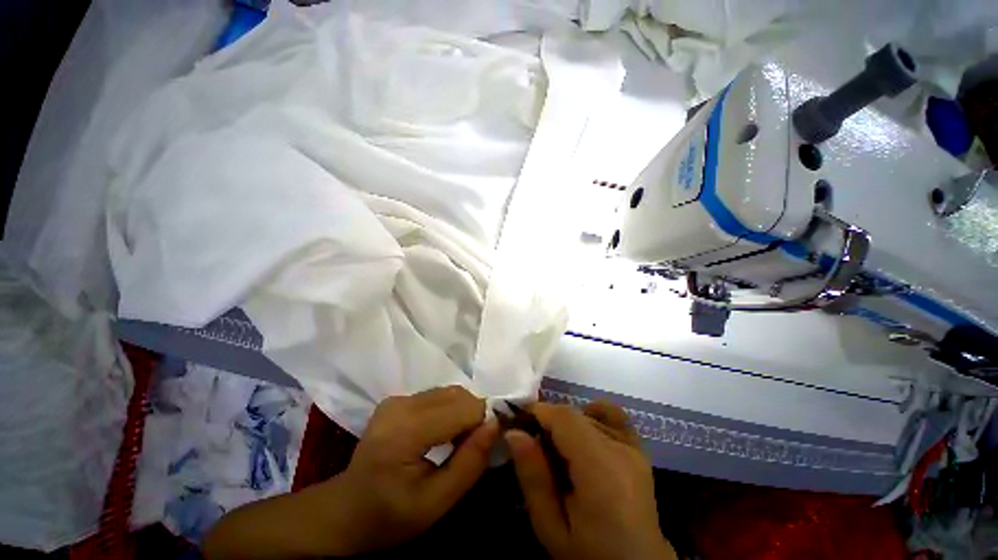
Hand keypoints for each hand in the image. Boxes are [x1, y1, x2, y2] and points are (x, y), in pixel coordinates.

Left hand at [329, 385, 498, 553]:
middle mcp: (400, 405)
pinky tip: (444, 432)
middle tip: (473, 446)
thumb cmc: (389, 517)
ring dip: (464, 411)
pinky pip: (438, 395)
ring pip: (450, 392)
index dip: (483, 422)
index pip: (463, 409)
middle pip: (457, 395)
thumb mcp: (436, 503)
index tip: (488, 445)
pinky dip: (450, 410)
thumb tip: (496, 424)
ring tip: (459, 441)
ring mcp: (397, 399)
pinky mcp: (397, 399)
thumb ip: (470, 462)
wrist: (345, 511)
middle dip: (474, 416)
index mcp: (405, 432)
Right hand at [506, 401, 676, 559]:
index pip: (565, 418)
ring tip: (558, 449)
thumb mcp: (551, 527)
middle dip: (548, 421)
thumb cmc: (590, 555)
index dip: (538, 412)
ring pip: (587, 413)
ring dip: (566, 423)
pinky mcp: (639, 448)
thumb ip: (533, 477)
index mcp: (602, 469)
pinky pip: (613, 415)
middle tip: (534, 446)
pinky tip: (582, 435)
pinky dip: (591, 415)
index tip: (517, 423)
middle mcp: (622, 449)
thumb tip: (514, 432)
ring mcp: (634, 446)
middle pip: (575, 414)